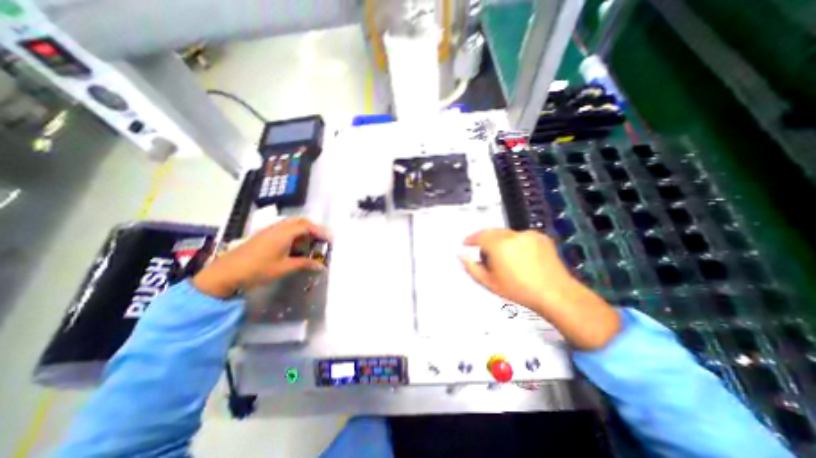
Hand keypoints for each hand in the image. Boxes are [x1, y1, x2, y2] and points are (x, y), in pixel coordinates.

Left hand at [194, 217, 328, 298]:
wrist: (225, 273)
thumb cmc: (257, 269)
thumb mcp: (284, 268)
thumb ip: (304, 264)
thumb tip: (321, 266)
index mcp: (284, 233)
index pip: (307, 226)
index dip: (320, 231)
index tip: (330, 239)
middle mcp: (277, 228)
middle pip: (300, 221)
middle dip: (313, 228)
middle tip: (321, 239)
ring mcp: (269, 230)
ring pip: (291, 224)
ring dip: (303, 230)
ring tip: (310, 242)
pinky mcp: (263, 235)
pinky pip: (284, 228)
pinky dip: (294, 233)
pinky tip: (294, 245)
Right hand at [462, 230, 621, 349]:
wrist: (554, 293)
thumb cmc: (520, 290)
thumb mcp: (489, 282)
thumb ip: (471, 267)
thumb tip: (462, 256)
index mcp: (498, 245)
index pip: (479, 235)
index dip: (470, 239)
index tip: (467, 243)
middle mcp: (513, 236)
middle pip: (492, 232)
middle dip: (485, 240)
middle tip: (484, 253)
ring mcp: (528, 235)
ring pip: (506, 234)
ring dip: (500, 241)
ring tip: (504, 258)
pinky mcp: (540, 236)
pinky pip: (521, 236)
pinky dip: (516, 242)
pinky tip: (520, 257)